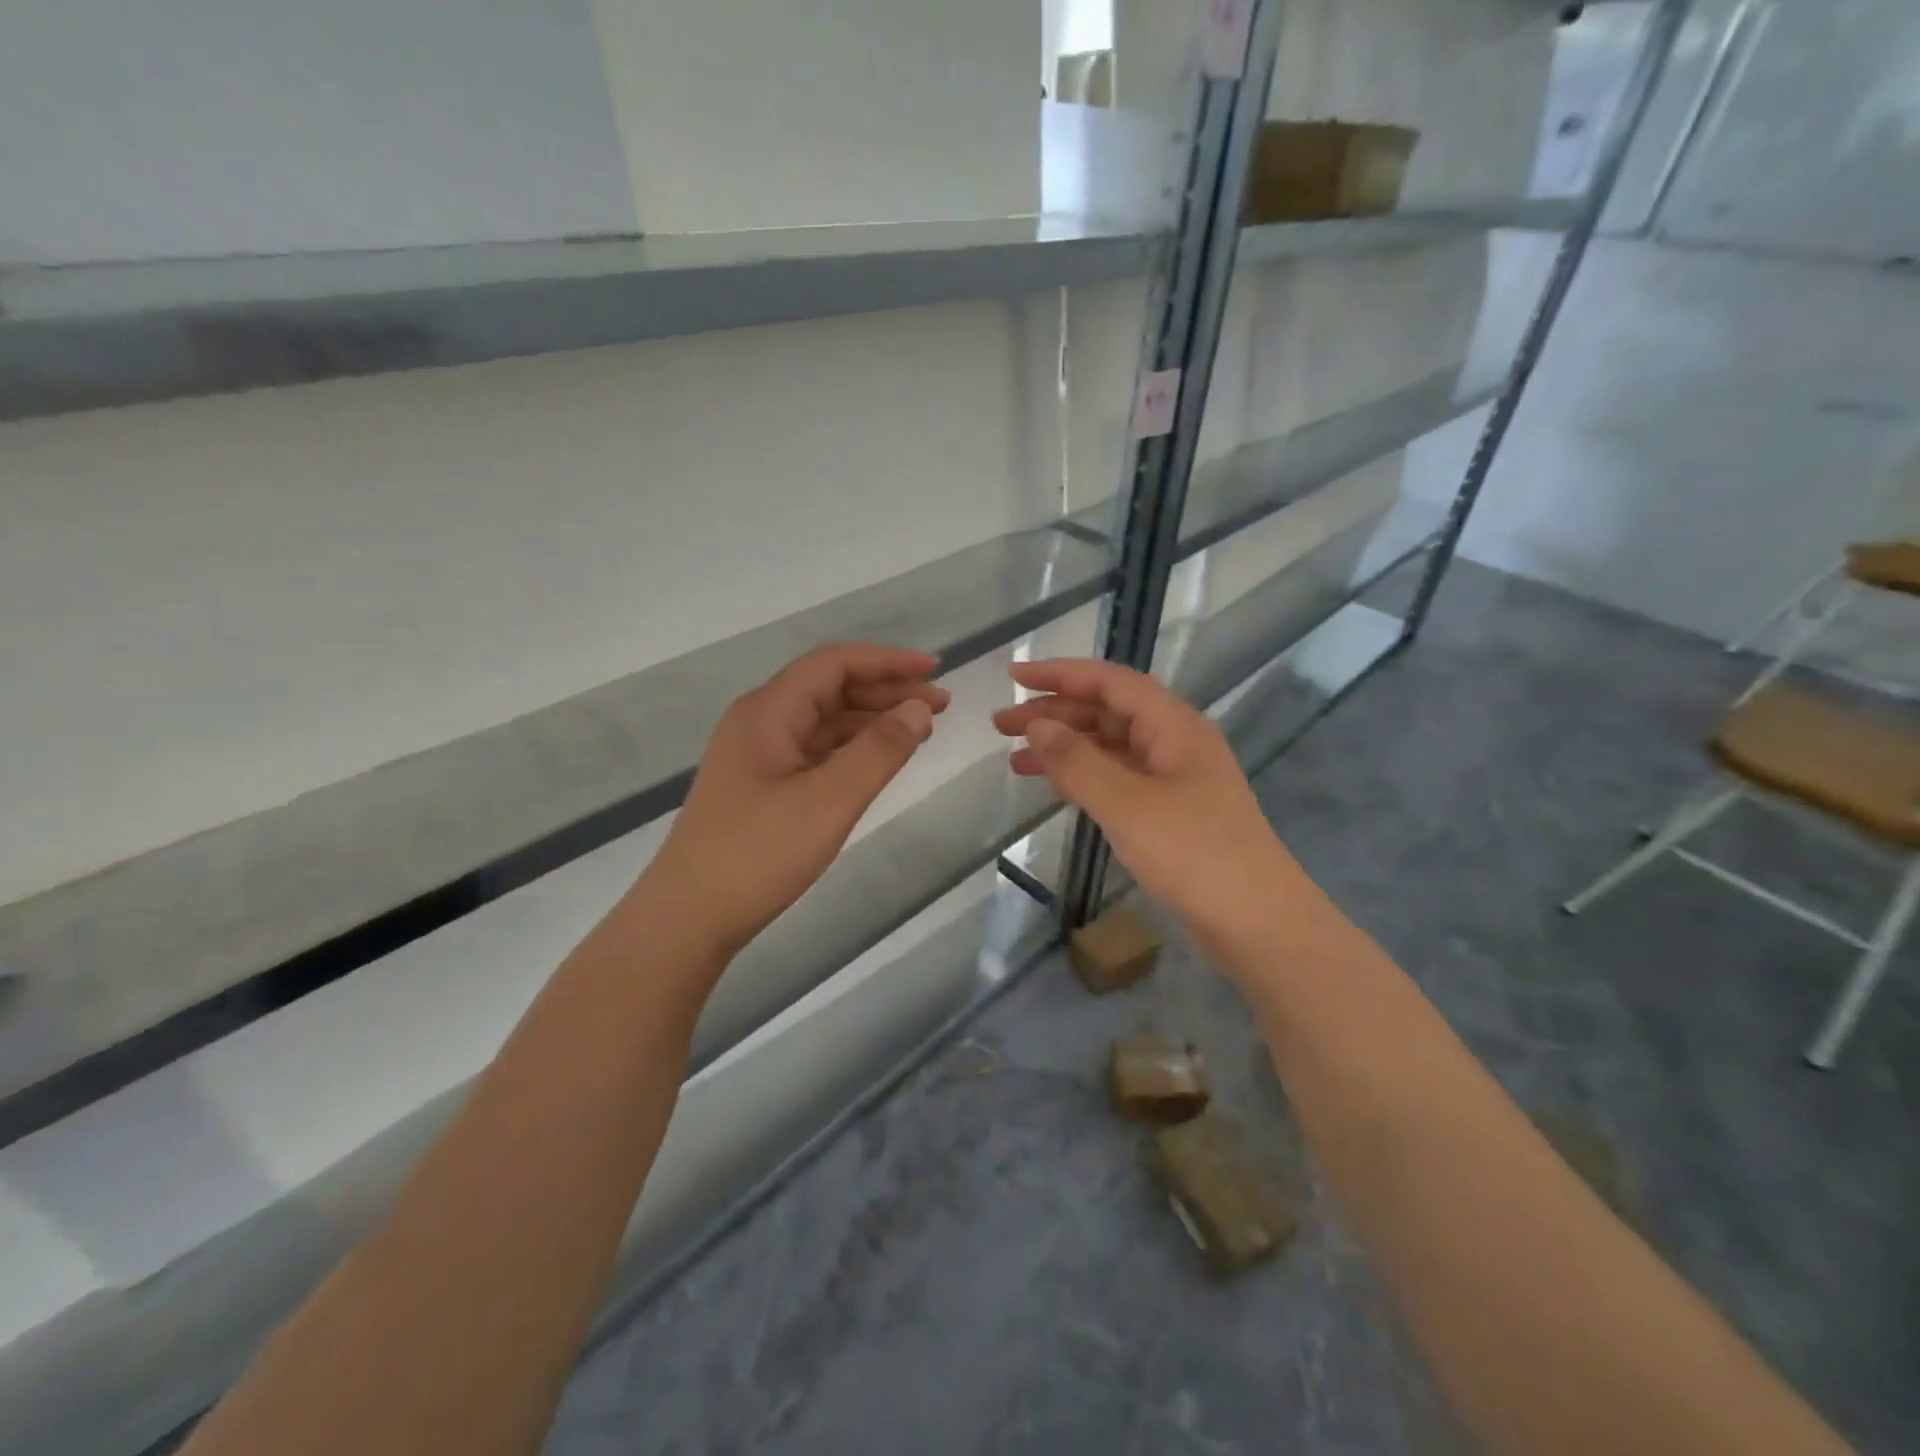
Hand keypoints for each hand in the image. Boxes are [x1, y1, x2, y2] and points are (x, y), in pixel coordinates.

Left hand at [653, 644, 947, 954]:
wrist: (688, 918)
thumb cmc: (758, 854)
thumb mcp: (829, 801)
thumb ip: (879, 751)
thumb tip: (919, 708)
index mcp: (769, 711)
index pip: (834, 664)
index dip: (887, 661)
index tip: (934, 670)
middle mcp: (760, 722)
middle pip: (830, 688)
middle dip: (886, 690)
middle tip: (940, 705)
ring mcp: (758, 754)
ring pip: (823, 721)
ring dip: (871, 719)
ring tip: (920, 731)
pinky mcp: (761, 785)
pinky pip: (815, 750)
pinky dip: (852, 748)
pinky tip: (878, 761)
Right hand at [993, 658, 1304, 932]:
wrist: (1258, 923)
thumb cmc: (1194, 854)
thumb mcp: (1127, 804)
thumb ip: (1077, 761)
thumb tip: (1036, 725)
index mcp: (1173, 725)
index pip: (1109, 681)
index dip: (1059, 673)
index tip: (1013, 676)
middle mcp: (1175, 741)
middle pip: (1108, 710)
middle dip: (1054, 713)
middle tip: (1001, 725)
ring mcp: (1175, 778)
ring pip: (1111, 746)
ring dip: (1065, 747)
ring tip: (1016, 761)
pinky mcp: (1172, 811)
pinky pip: (1119, 778)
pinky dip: (1085, 777)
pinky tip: (1056, 787)